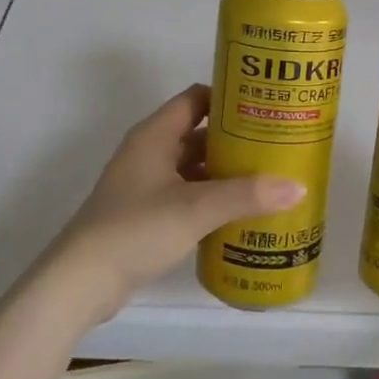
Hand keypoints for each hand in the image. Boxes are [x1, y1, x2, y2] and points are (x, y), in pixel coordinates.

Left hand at [39, 84, 305, 324]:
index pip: (196, 98)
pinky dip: (211, 197)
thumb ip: (246, 195)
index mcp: (155, 135)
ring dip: (225, 171)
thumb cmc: (135, 229)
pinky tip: (239, 212)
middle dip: (235, 138)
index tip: (265, 105)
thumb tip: (298, 186)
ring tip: (268, 177)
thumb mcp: (195, 208)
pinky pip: (187, 194)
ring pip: (193, 167)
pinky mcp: (145, 214)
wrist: (81, 281)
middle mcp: (149, 152)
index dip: (229, 97)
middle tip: (278, 144)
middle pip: (198, 133)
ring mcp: (145, 184)